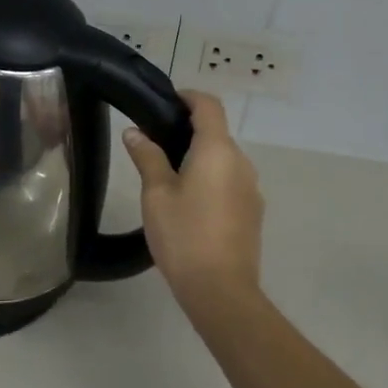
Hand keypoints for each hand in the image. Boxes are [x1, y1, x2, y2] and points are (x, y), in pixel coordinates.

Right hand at [122, 92, 262, 308]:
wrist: (222, 290)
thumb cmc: (184, 235)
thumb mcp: (156, 194)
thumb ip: (147, 157)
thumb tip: (134, 133)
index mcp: (217, 150)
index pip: (208, 105)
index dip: (188, 97)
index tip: (165, 102)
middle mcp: (241, 162)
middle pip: (217, 132)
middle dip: (189, 130)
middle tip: (156, 143)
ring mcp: (251, 188)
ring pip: (224, 159)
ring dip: (200, 157)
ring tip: (169, 175)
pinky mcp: (253, 211)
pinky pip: (231, 181)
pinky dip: (212, 178)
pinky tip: (190, 203)